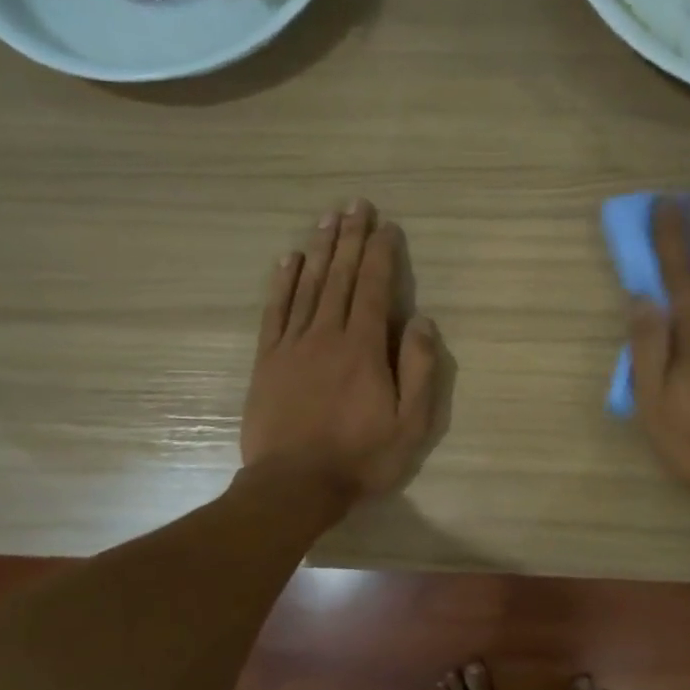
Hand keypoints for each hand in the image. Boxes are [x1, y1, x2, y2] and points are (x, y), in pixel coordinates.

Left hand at [242, 201, 440, 506]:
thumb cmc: (361, 458)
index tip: (386, 226)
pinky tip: (288, 260)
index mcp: (363, 348)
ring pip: (307, 286)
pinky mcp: (267, 361)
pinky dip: (282, 283)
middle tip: (354, 204)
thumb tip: (422, 321)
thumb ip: (419, 370)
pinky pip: (275, 312)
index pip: (373, 288)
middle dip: (350, 238)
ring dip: (319, 250)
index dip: (381, 254)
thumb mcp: (410, 424)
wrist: (294, 485)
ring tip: (327, 219)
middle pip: (339, 277)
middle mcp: (326, 335)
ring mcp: (292, 346)